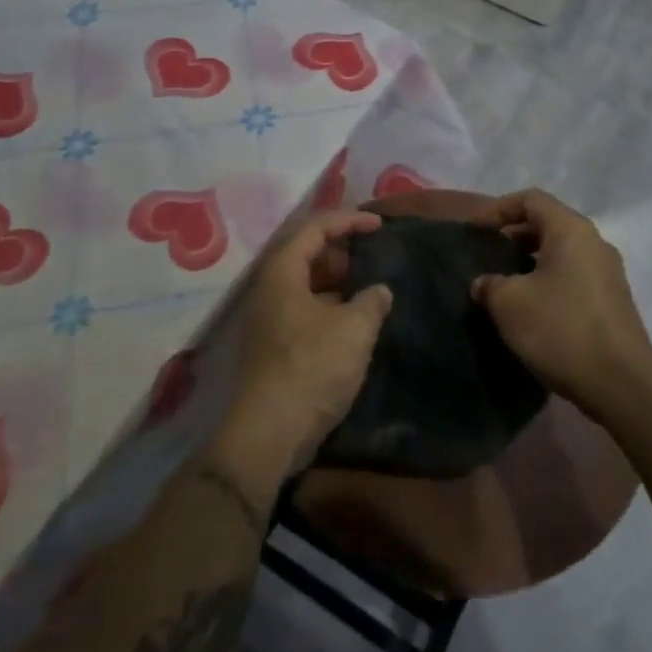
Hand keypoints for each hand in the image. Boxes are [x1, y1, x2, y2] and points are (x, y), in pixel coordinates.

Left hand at [212, 210, 391, 487]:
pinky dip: (332, 302)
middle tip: (376, 255)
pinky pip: (306, 306)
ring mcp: (270, 315)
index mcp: (283, 271)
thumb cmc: (312, 368)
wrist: (271, 431)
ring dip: (339, 278)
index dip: (349, 220)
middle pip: (306, 250)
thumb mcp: (354, 330)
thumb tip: (379, 291)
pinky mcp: (276, 341)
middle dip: (343, 248)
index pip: (315, 227)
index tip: (380, 227)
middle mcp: (270, 286)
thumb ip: (372, 300)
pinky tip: (357, 318)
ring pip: (307, 281)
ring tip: (372, 285)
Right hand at [470, 190, 651, 421]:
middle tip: (486, 256)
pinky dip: (547, 282)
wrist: (621, 383)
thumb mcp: (509, 303)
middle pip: (547, 224)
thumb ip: (489, 284)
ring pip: (560, 253)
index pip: (531, 199)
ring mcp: (607, 273)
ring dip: (529, 263)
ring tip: (503, 285)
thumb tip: (484, 283)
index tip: (474, 231)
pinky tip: (529, 310)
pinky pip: (572, 277)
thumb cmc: (561, 329)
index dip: (497, 209)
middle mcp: (594, 243)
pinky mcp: (612, 302)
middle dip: (513, 236)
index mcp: (571, 230)